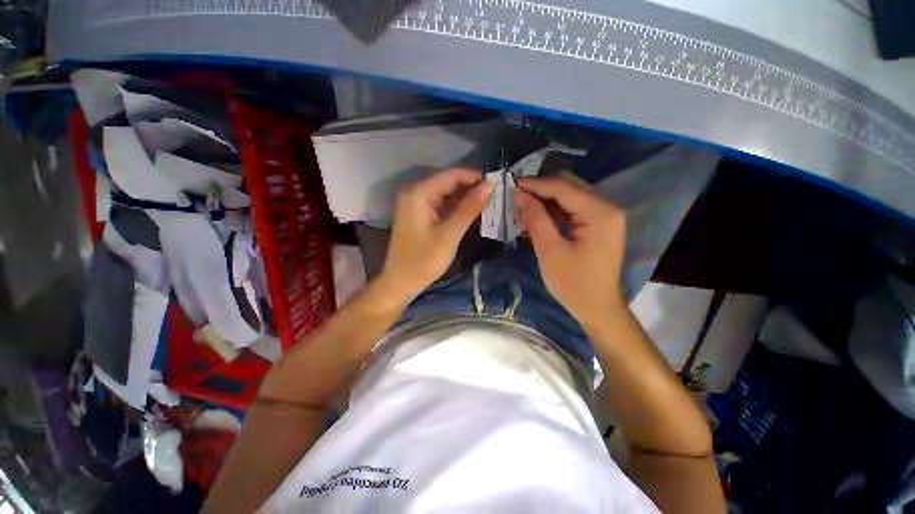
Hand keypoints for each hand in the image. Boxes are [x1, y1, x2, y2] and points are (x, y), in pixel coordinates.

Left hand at [381, 168, 492, 299]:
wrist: (401, 282)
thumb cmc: (424, 260)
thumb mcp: (450, 234)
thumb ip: (469, 208)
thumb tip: (489, 186)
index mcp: (418, 193)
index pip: (451, 175)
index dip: (474, 177)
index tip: (497, 184)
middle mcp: (415, 192)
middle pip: (448, 182)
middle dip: (471, 188)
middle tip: (495, 196)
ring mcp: (416, 203)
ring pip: (446, 193)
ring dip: (465, 198)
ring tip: (488, 203)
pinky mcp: (419, 214)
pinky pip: (441, 204)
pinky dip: (456, 207)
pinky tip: (472, 212)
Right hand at [515, 176, 626, 324]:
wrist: (598, 309)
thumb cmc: (574, 284)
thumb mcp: (550, 251)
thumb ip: (535, 219)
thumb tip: (517, 194)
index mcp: (600, 213)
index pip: (563, 187)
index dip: (535, 184)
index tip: (511, 184)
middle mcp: (607, 207)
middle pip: (569, 186)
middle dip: (540, 188)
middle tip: (515, 195)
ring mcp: (604, 215)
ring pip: (570, 195)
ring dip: (545, 198)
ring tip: (521, 205)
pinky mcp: (598, 224)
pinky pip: (572, 208)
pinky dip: (553, 210)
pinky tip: (536, 215)